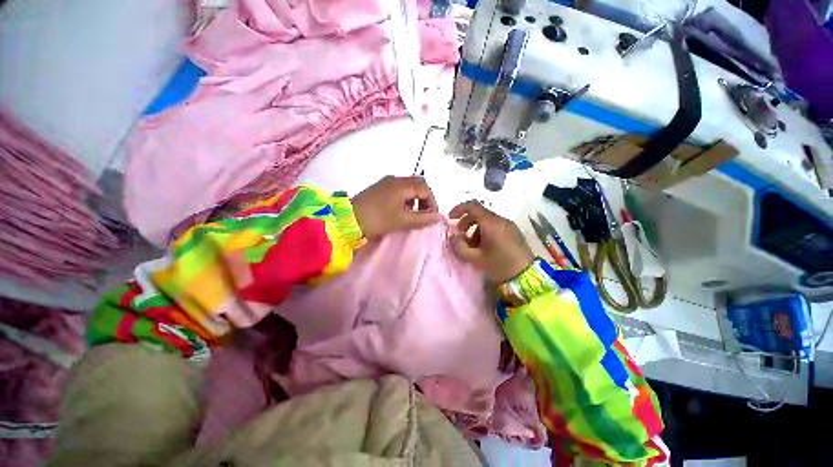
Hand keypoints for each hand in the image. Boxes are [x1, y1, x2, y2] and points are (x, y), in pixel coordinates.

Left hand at [352, 176, 441, 239]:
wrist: (347, 220)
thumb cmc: (378, 219)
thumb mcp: (402, 221)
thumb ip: (423, 219)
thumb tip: (439, 217)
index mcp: (402, 185)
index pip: (426, 189)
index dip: (432, 203)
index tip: (432, 217)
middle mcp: (395, 179)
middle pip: (418, 184)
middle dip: (425, 199)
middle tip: (424, 214)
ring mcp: (386, 182)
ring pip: (408, 186)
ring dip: (415, 198)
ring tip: (413, 214)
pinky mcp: (379, 187)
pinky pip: (399, 188)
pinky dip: (406, 197)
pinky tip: (401, 210)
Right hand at [449, 200, 533, 282]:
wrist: (527, 276)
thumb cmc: (499, 265)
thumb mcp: (475, 258)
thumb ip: (460, 247)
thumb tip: (453, 237)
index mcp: (491, 223)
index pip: (472, 206)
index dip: (459, 209)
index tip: (451, 218)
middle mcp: (500, 220)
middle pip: (479, 213)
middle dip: (466, 221)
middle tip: (460, 235)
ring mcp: (508, 225)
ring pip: (487, 220)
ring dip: (475, 228)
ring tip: (472, 245)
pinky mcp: (513, 232)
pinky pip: (495, 226)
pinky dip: (484, 231)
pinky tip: (484, 247)